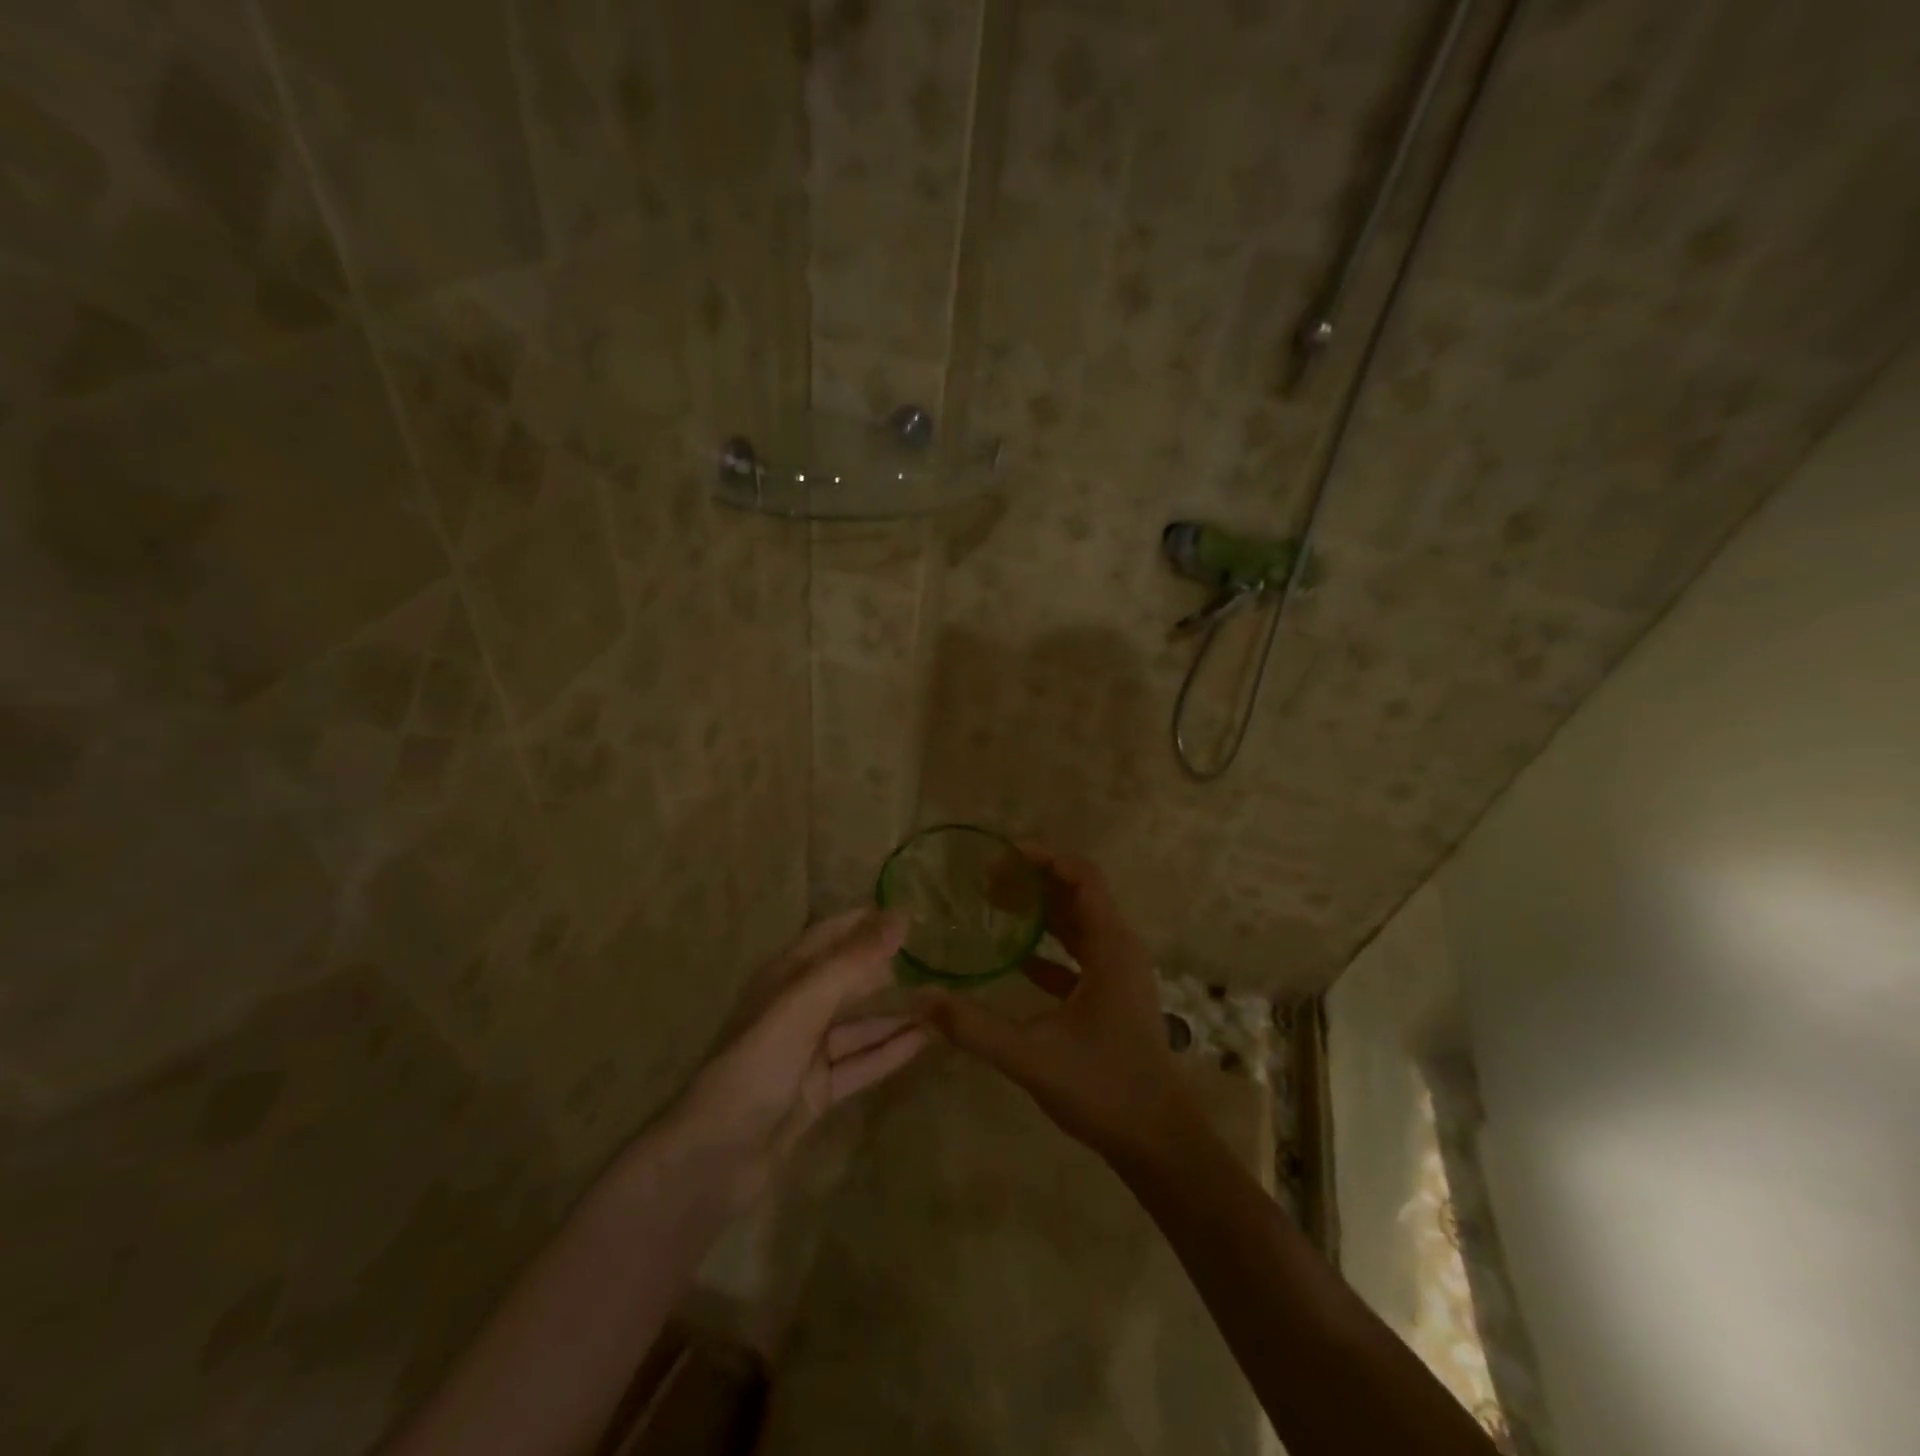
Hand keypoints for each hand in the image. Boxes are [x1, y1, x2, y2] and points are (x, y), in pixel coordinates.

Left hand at [668, 908, 924, 1210]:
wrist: (716, 1157)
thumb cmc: (756, 1064)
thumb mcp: (804, 1004)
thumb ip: (853, 961)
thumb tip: (900, 916)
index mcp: (784, 977)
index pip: (831, 935)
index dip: (867, 922)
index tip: (913, 914)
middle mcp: (797, 1008)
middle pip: (850, 980)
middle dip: (890, 969)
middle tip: (941, 960)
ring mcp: (808, 1052)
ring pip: (861, 1023)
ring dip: (897, 1013)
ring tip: (945, 1002)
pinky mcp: (819, 1090)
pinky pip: (861, 1062)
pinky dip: (891, 1051)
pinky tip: (926, 1041)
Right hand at [912, 848, 1192, 1161]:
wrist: (1157, 1140)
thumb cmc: (1104, 1089)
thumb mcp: (1032, 1057)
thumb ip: (975, 1028)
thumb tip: (920, 1001)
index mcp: (1111, 948)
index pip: (1083, 877)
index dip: (1045, 858)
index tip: (1002, 854)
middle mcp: (1119, 949)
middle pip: (1078, 895)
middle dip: (1035, 881)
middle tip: (985, 879)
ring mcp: (1119, 973)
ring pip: (1079, 924)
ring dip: (1042, 911)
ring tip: (994, 904)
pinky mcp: (1112, 995)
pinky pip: (1080, 955)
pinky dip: (1050, 947)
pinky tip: (1015, 956)